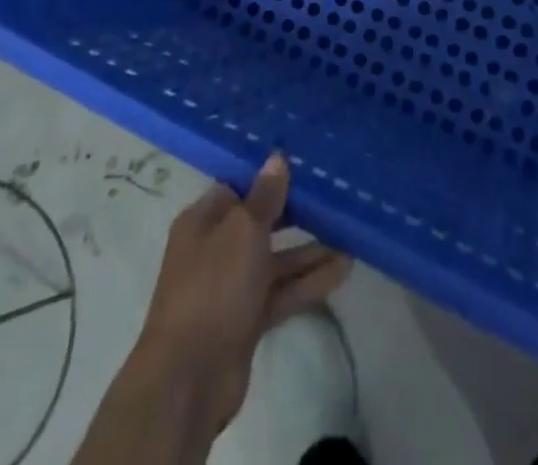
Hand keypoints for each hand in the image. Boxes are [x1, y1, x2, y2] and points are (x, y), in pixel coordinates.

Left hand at [131, 155, 351, 439]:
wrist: (189, 379)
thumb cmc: (213, 287)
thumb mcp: (242, 231)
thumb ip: (265, 196)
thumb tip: (277, 158)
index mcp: (203, 220)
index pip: (238, 187)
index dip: (267, 176)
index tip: (303, 166)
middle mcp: (215, 249)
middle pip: (260, 223)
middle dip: (294, 213)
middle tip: (333, 197)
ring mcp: (231, 287)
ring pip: (275, 260)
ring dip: (309, 250)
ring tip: (349, 236)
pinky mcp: (247, 321)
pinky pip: (282, 292)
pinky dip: (308, 282)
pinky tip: (343, 270)